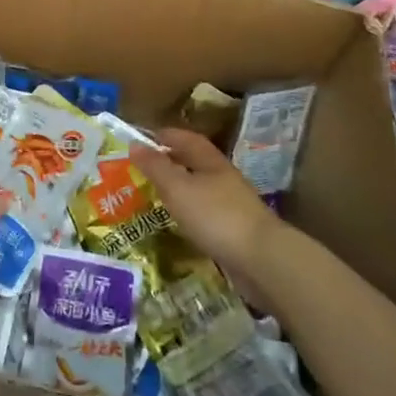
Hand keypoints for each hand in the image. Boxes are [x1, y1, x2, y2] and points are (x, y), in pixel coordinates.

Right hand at [130, 128, 280, 277]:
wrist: (262, 260)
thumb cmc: (215, 215)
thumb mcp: (178, 188)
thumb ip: (155, 167)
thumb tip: (134, 143)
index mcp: (210, 161)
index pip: (186, 138)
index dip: (166, 135)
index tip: (143, 139)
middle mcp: (222, 177)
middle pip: (194, 162)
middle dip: (171, 161)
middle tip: (144, 168)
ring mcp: (231, 204)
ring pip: (200, 188)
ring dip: (180, 188)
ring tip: (156, 195)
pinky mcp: (235, 230)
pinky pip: (206, 212)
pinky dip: (190, 212)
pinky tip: (179, 223)